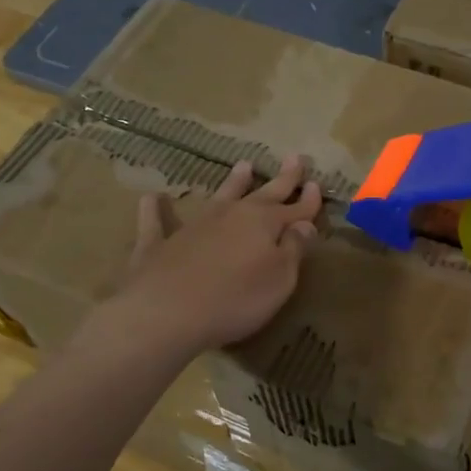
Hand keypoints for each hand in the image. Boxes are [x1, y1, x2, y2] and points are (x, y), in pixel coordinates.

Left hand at [110, 155, 322, 357]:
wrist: (167, 312)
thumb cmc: (235, 299)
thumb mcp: (280, 279)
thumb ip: (293, 250)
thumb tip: (304, 224)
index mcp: (263, 223)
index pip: (294, 209)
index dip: (308, 200)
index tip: (318, 185)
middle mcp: (231, 215)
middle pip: (262, 194)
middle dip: (282, 179)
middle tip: (295, 158)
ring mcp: (194, 225)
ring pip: (219, 196)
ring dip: (233, 182)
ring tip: (244, 165)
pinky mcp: (159, 244)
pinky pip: (156, 221)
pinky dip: (155, 209)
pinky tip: (152, 198)